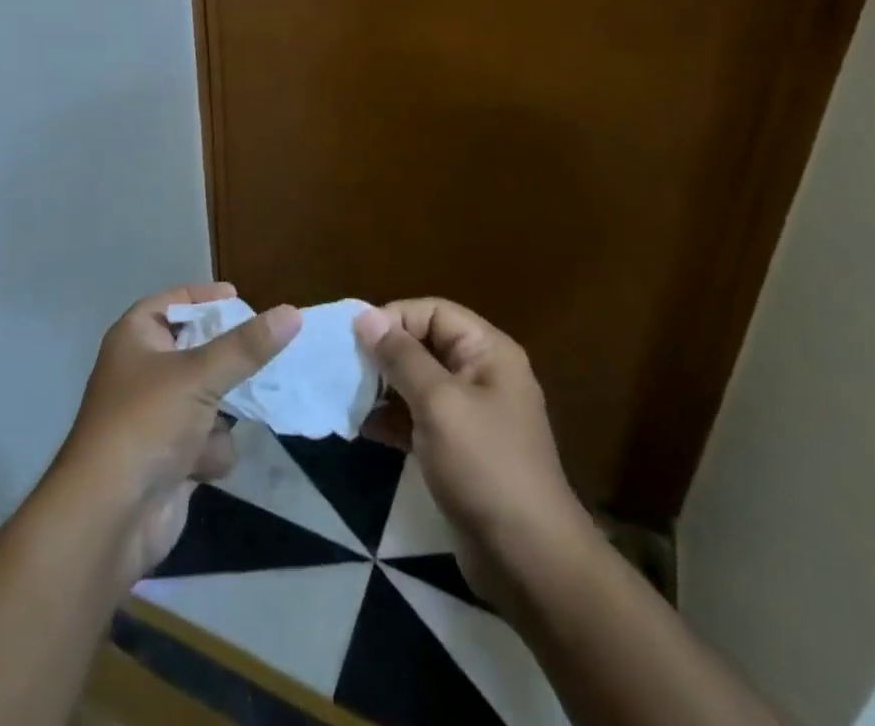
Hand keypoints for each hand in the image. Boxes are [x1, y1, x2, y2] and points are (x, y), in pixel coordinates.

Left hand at [56, 283, 299, 584]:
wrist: (109, 518)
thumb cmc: (146, 423)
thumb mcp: (199, 375)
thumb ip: (247, 346)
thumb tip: (292, 313)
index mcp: (136, 337)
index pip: (175, 302)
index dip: (206, 297)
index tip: (241, 297)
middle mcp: (144, 371)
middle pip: (198, 351)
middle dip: (226, 362)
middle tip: (259, 355)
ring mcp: (157, 416)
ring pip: (210, 398)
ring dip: (220, 415)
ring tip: (220, 421)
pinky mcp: (171, 457)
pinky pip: (208, 439)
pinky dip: (210, 452)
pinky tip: (201, 466)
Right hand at [354, 299, 593, 607]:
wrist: (529, 562)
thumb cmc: (485, 467)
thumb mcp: (438, 403)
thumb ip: (401, 356)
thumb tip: (365, 315)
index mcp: (488, 352)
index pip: (433, 312)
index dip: (395, 318)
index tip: (356, 338)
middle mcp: (482, 374)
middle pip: (425, 344)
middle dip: (384, 353)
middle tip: (344, 366)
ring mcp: (472, 415)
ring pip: (418, 382)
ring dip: (383, 386)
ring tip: (347, 395)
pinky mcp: (460, 450)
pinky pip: (420, 418)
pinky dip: (392, 419)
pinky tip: (362, 427)